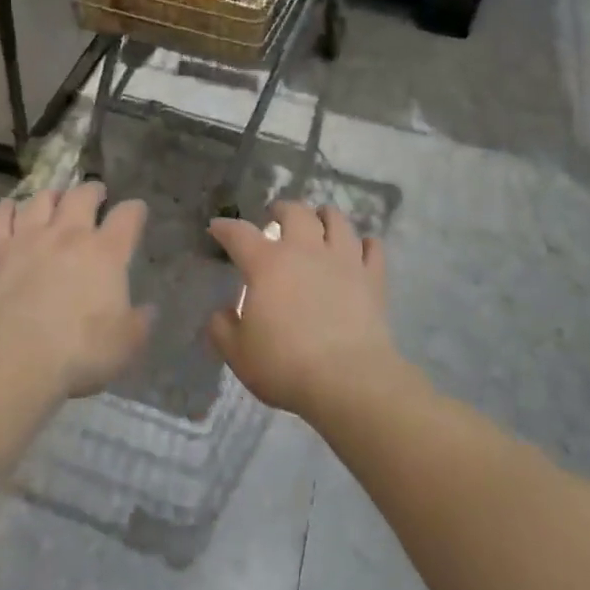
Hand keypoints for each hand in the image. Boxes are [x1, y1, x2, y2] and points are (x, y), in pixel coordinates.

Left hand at [0, 183, 151, 398]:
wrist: (16, 361)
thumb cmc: (79, 354)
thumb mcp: (125, 345)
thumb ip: (140, 323)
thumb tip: (148, 310)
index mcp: (106, 253)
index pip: (127, 217)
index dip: (135, 210)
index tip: (136, 211)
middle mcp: (69, 234)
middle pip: (82, 195)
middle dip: (92, 191)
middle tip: (95, 194)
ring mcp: (29, 238)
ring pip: (41, 198)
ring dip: (52, 195)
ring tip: (55, 199)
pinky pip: (0, 215)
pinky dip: (7, 208)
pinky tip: (10, 210)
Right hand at [208, 202, 403, 418]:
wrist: (348, 380)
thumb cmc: (286, 365)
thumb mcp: (238, 354)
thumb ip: (223, 329)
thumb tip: (221, 313)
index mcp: (267, 264)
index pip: (239, 234)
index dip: (225, 227)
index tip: (217, 227)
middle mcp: (305, 250)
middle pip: (295, 212)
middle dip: (282, 209)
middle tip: (276, 216)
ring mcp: (343, 260)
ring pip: (336, 220)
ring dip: (324, 216)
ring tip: (319, 221)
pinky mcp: (372, 277)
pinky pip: (372, 247)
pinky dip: (364, 244)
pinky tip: (361, 248)